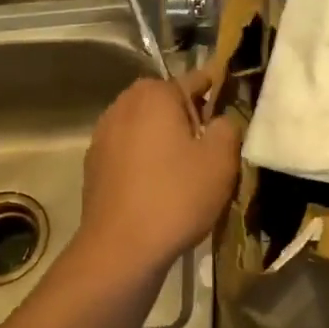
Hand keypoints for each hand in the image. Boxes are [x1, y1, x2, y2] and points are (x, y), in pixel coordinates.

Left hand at [76, 71, 240, 277]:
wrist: (121, 248)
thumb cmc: (176, 197)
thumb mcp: (221, 160)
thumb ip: (228, 126)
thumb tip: (220, 119)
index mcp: (154, 95)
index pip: (196, 79)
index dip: (219, 90)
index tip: (234, 104)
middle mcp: (123, 105)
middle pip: (166, 102)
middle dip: (189, 117)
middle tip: (212, 145)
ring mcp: (103, 136)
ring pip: (145, 128)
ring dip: (165, 140)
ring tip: (186, 169)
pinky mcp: (94, 166)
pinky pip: (129, 152)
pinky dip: (146, 161)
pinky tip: (159, 187)